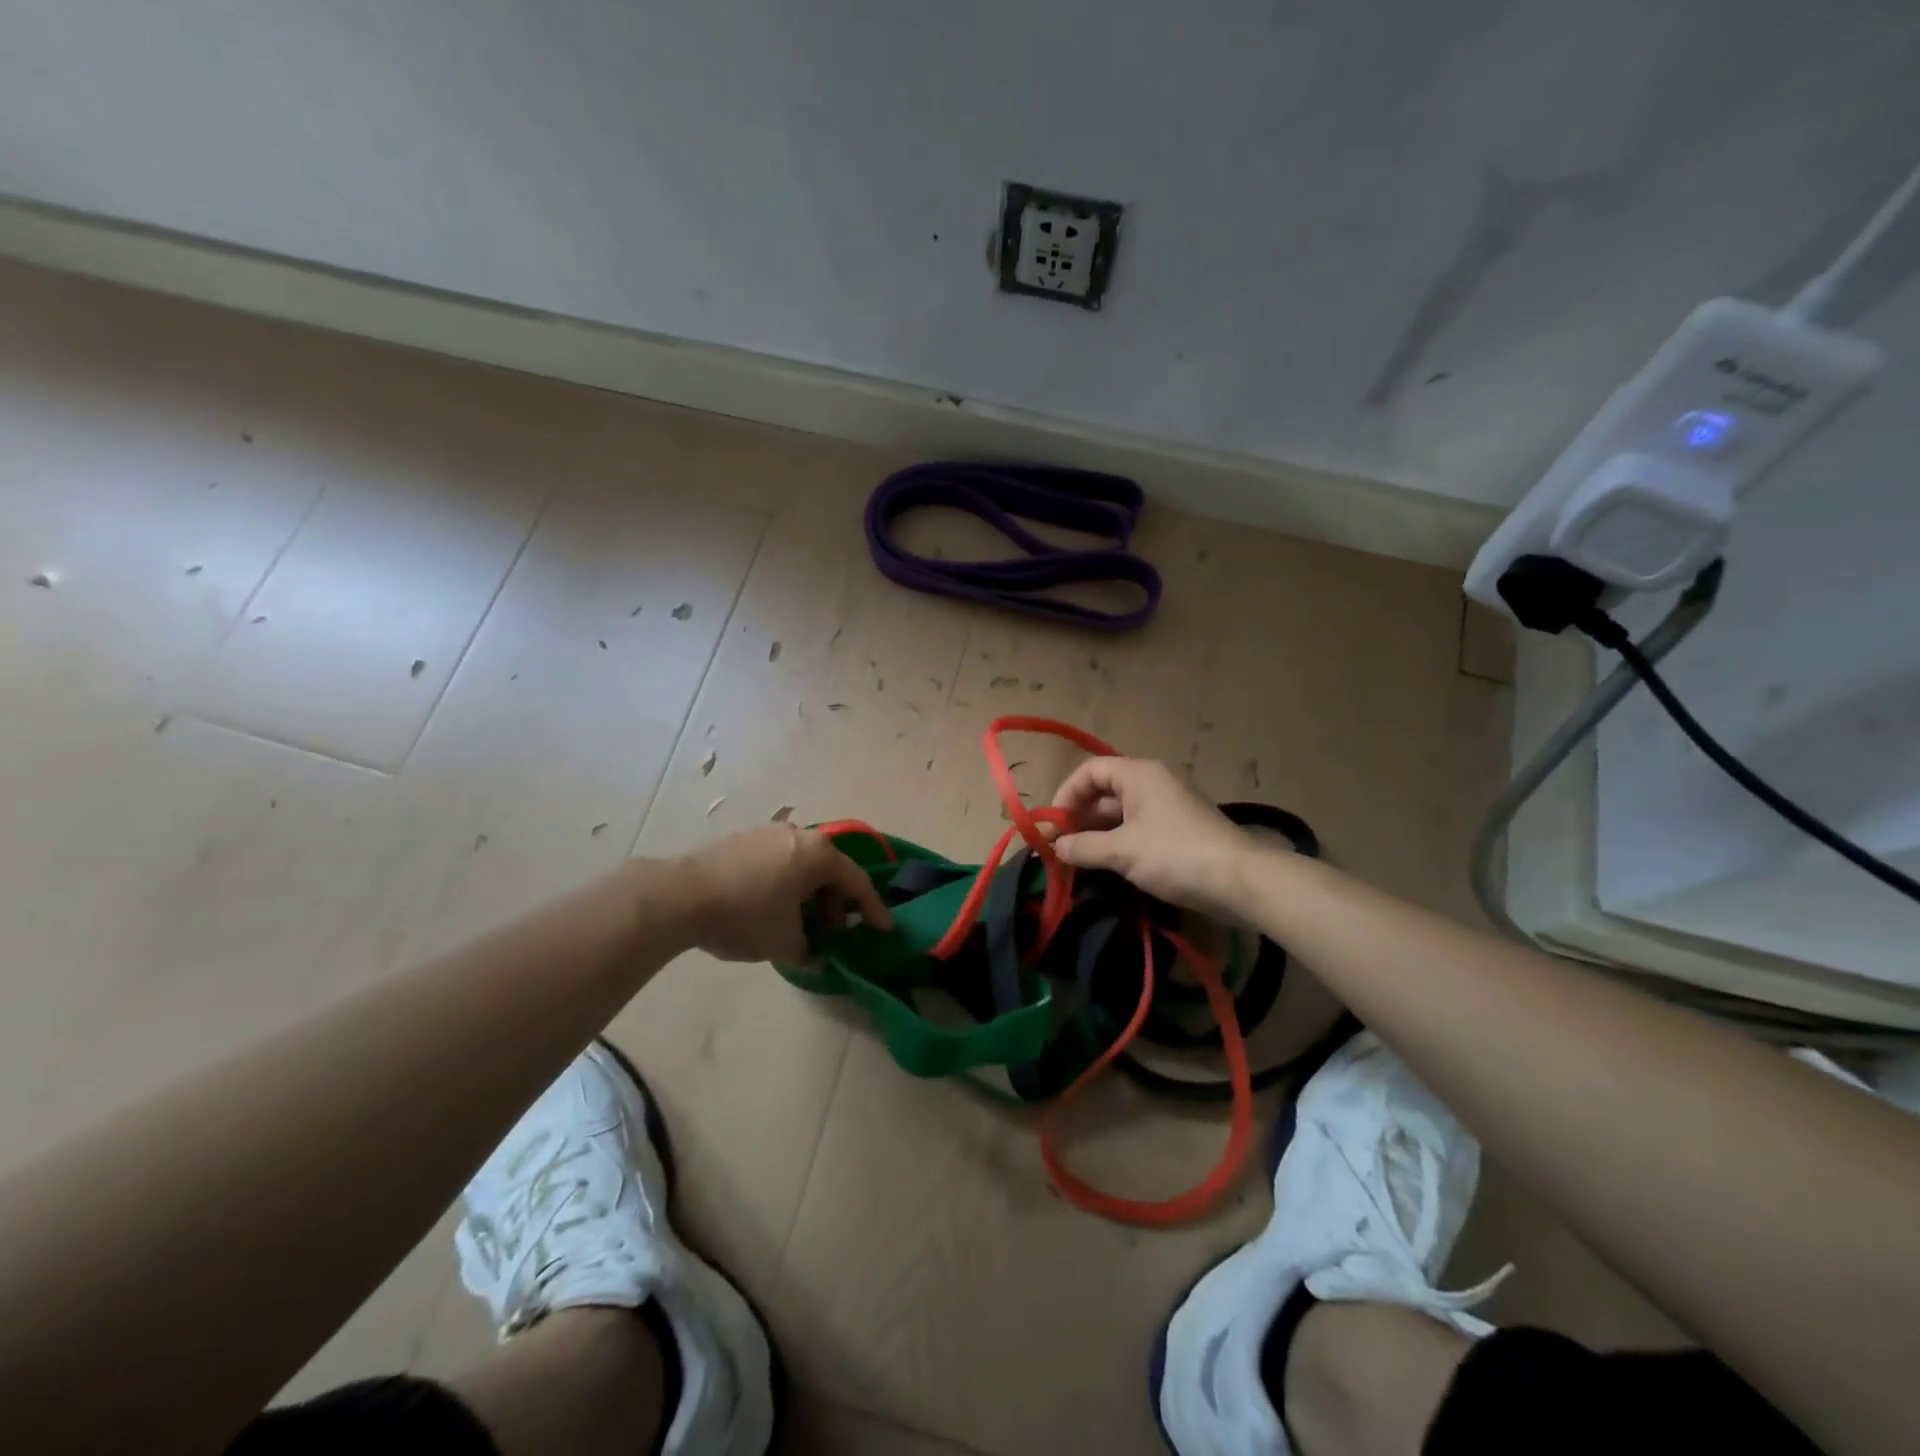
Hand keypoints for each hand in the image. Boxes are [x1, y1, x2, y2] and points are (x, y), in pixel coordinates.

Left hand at [674, 824, 893, 962]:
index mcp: (818, 855)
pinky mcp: (742, 838)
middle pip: (829, 871)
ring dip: (807, 895)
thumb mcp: (784, 943)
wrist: (679, 896)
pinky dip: (784, 884)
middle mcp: (799, 835)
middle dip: (834, 905)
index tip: (884, 928)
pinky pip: (777, 862)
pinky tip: (769, 908)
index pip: (857, 882)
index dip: (872, 909)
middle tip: (829, 935)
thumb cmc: (745, 916)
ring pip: (801, 865)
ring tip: (797, 924)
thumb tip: (814, 954)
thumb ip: (809, 950)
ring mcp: (768, 833)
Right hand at [1051, 758, 1257, 917]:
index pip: (1090, 771)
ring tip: (1080, 859)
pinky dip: (1119, 841)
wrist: (1241, 880)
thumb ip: (1083, 847)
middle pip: (1105, 790)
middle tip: (1061, 846)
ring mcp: (1169, 806)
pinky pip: (1139, 827)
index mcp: (1139, 774)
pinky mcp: (1180, 829)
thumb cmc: (1176, 855)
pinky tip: (1109, 865)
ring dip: (1098, 832)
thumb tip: (1056, 846)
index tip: (1052, 824)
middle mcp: (1154, 782)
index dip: (1066, 794)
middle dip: (1080, 816)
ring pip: (1122, 812)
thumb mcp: (1123, 852)